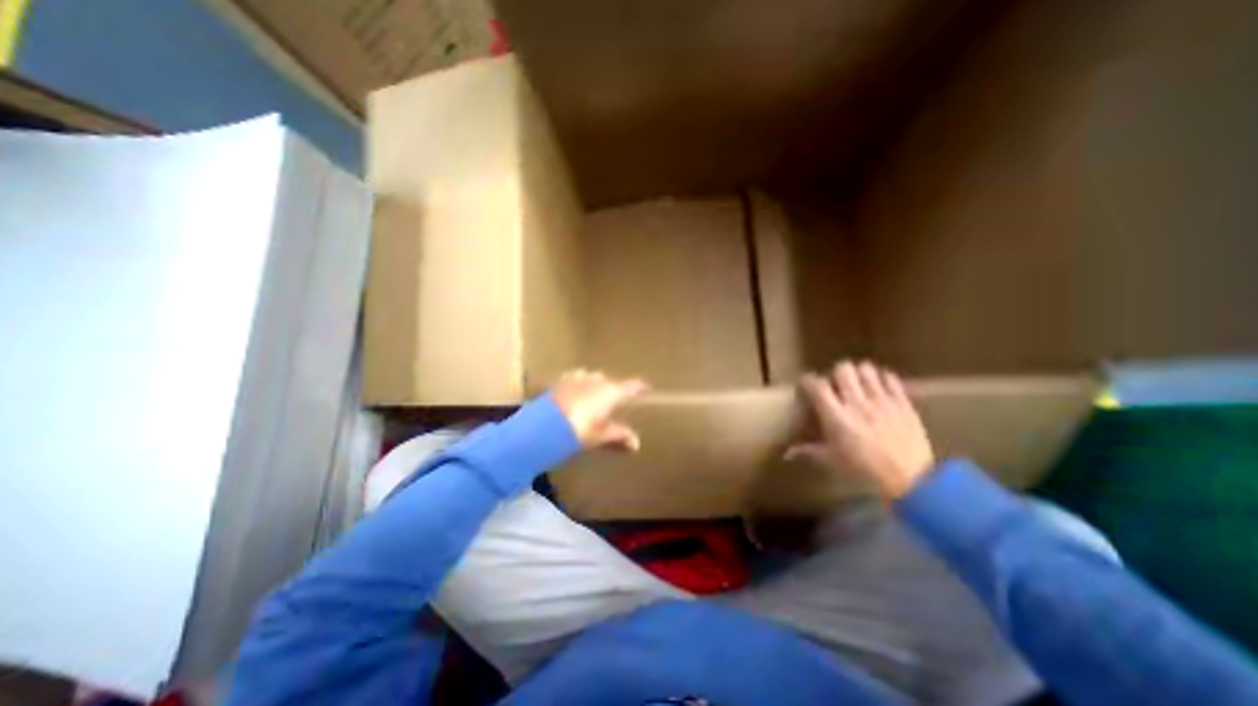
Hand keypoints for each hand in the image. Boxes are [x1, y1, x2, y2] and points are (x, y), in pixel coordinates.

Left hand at [551, 370, 648, 451]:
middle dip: (613, 389)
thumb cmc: (580, 430)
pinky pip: (575, 378)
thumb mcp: (601, 435)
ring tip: (593, 395)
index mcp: (612, 392)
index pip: (632, 386)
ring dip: (595, 384)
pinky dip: (579, 383)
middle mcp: (598, 380)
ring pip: (592, 377)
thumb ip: (619, 435)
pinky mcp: (563, 380)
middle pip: (610, 381)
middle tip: (613, 401)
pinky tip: (575, 390)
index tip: (645, 388)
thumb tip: (636, 443)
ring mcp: (579, 378)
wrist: (546, 425)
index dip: (640, 387)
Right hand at [783, 363, 931, 499]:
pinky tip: (879, 390)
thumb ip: (808, 451)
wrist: (913, 482)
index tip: (805, 385)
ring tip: (858, 385)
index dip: (807, 381)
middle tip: (836, 386)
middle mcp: (857, 402)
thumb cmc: (865, 472)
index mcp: (836, 416)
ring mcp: (882, 400)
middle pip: (842, 369)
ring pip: (866, 369)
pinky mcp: (903, 402)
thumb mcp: (832, 461)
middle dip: (835, 375)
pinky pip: (891, 378)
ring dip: (859, 374)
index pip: (816, 385)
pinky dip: (882, 379)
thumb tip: (786, 454)